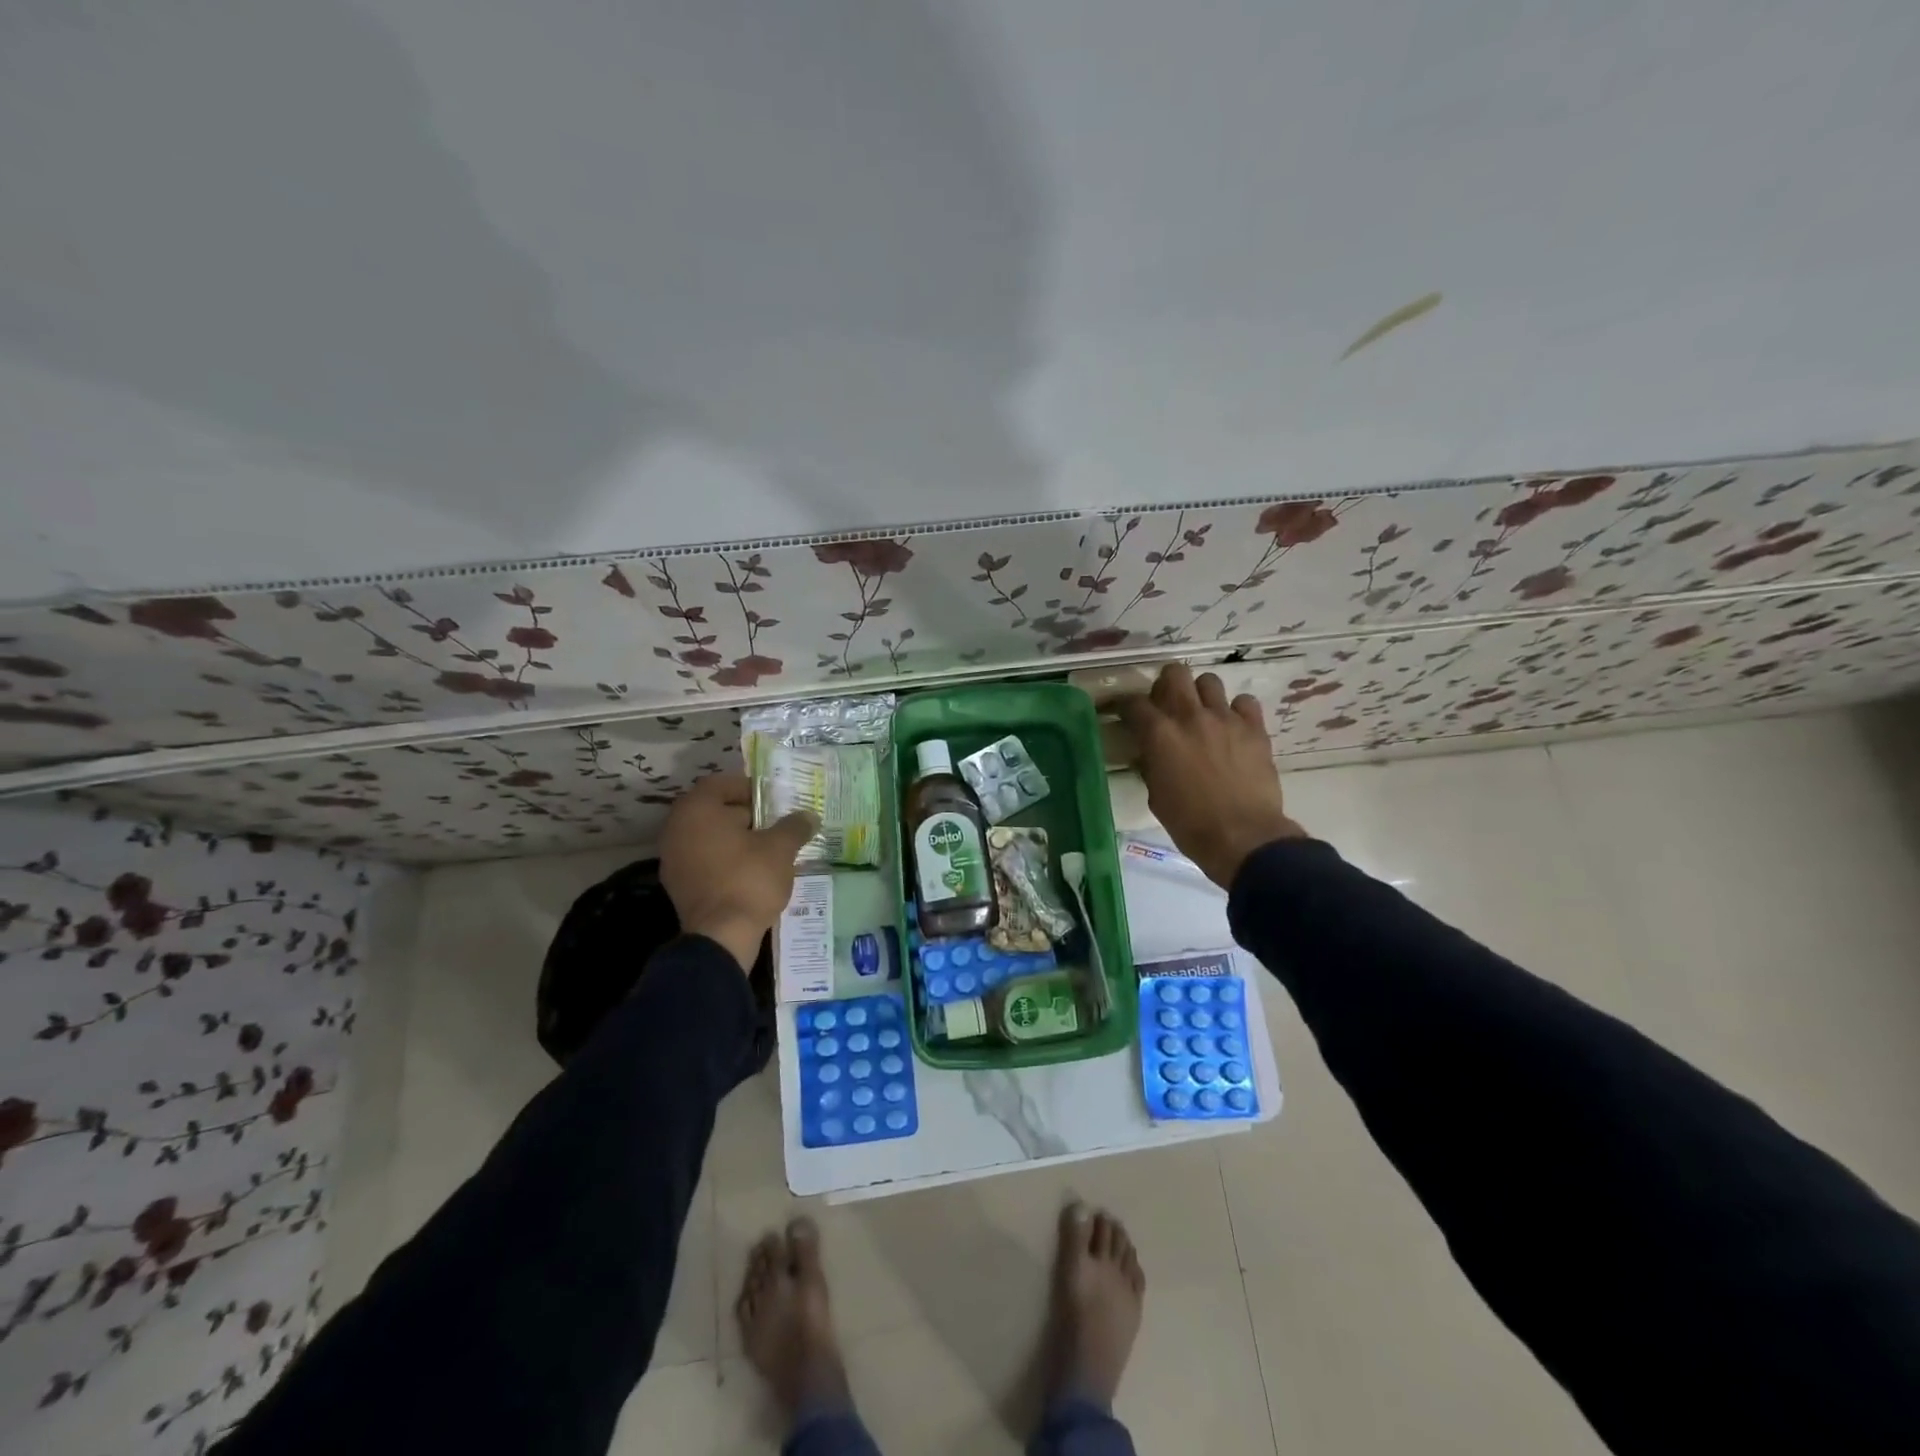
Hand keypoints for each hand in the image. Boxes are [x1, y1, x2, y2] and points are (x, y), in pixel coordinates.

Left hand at [660, 774, 817, 971]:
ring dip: (735, 839)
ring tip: (767, 849)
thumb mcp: (780, 848)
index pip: (721, 784)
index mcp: (697, 810)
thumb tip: (809, 816)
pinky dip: (725, 860)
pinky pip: (704, 861)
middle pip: (713, 810)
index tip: (773, 800)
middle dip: (745, 815)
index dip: (749, 788)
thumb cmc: (749, 879)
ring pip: (708, 837)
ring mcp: (673, 859)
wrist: (721, 936)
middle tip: (774, 824)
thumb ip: (794, 826)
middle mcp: (677, 829)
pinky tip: (751, 872)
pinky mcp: (678, 885)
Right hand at [1117, 664, 1304, 888]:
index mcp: (1159, 735)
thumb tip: (1148, 753)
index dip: (1125, 706)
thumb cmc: (1190, 824)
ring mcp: (1225, 719)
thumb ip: (1150, 765)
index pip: (1133, 703)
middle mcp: (1190, 716)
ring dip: (1201, 694)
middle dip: (1165, 685)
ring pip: (1209, 681)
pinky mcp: (1254, 728)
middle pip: (1174, 673)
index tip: (1125, 714)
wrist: (1243, 837)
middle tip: (1166, 705)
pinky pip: (1244, 702)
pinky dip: (1236, 710)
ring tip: (1202, 714)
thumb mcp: (1156, 796)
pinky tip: (1232, 727)